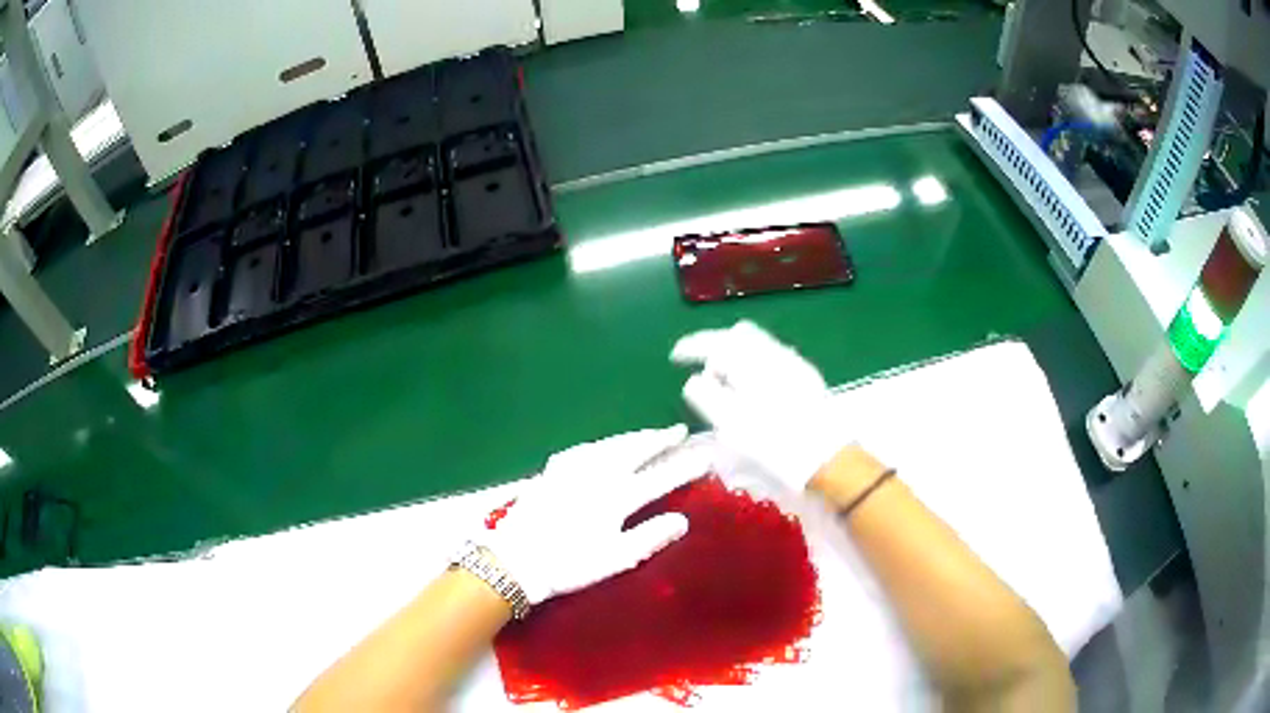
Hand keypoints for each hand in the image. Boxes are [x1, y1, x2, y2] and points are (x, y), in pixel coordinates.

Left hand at [476, 425, 709, 604]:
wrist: (515, 557)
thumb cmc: (568, 563)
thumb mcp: (615, 558)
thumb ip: (650, 537)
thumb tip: (683, 520)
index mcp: (617, 497)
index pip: (660, 477)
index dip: (684, 467)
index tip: (705, 456)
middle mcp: (598, 474)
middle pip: (635, 450)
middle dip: (660, 439)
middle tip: (679, 431)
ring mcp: (573, 469)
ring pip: (611, 444)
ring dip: (634, 437)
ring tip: (651, 433)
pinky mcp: (553, 470)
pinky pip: (587, 447)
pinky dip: (605, 442)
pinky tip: (605, 444)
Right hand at [671, 321, 849, 491]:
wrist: (828, 458)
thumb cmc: (774, 443)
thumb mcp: (730, 424)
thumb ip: (706, 395)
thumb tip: (695, 379)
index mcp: (753, 361)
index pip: (716, 341)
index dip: (692, 346)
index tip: (675, 357)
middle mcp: (775, 353)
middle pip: (739, 335)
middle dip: (716, 346)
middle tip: (702, 369)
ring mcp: (794, 363)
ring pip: (758, 345)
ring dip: (735, 356)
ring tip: (724, 383)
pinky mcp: (806, 377)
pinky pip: (771, 358)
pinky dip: (753, 364)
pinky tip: (751, 389)